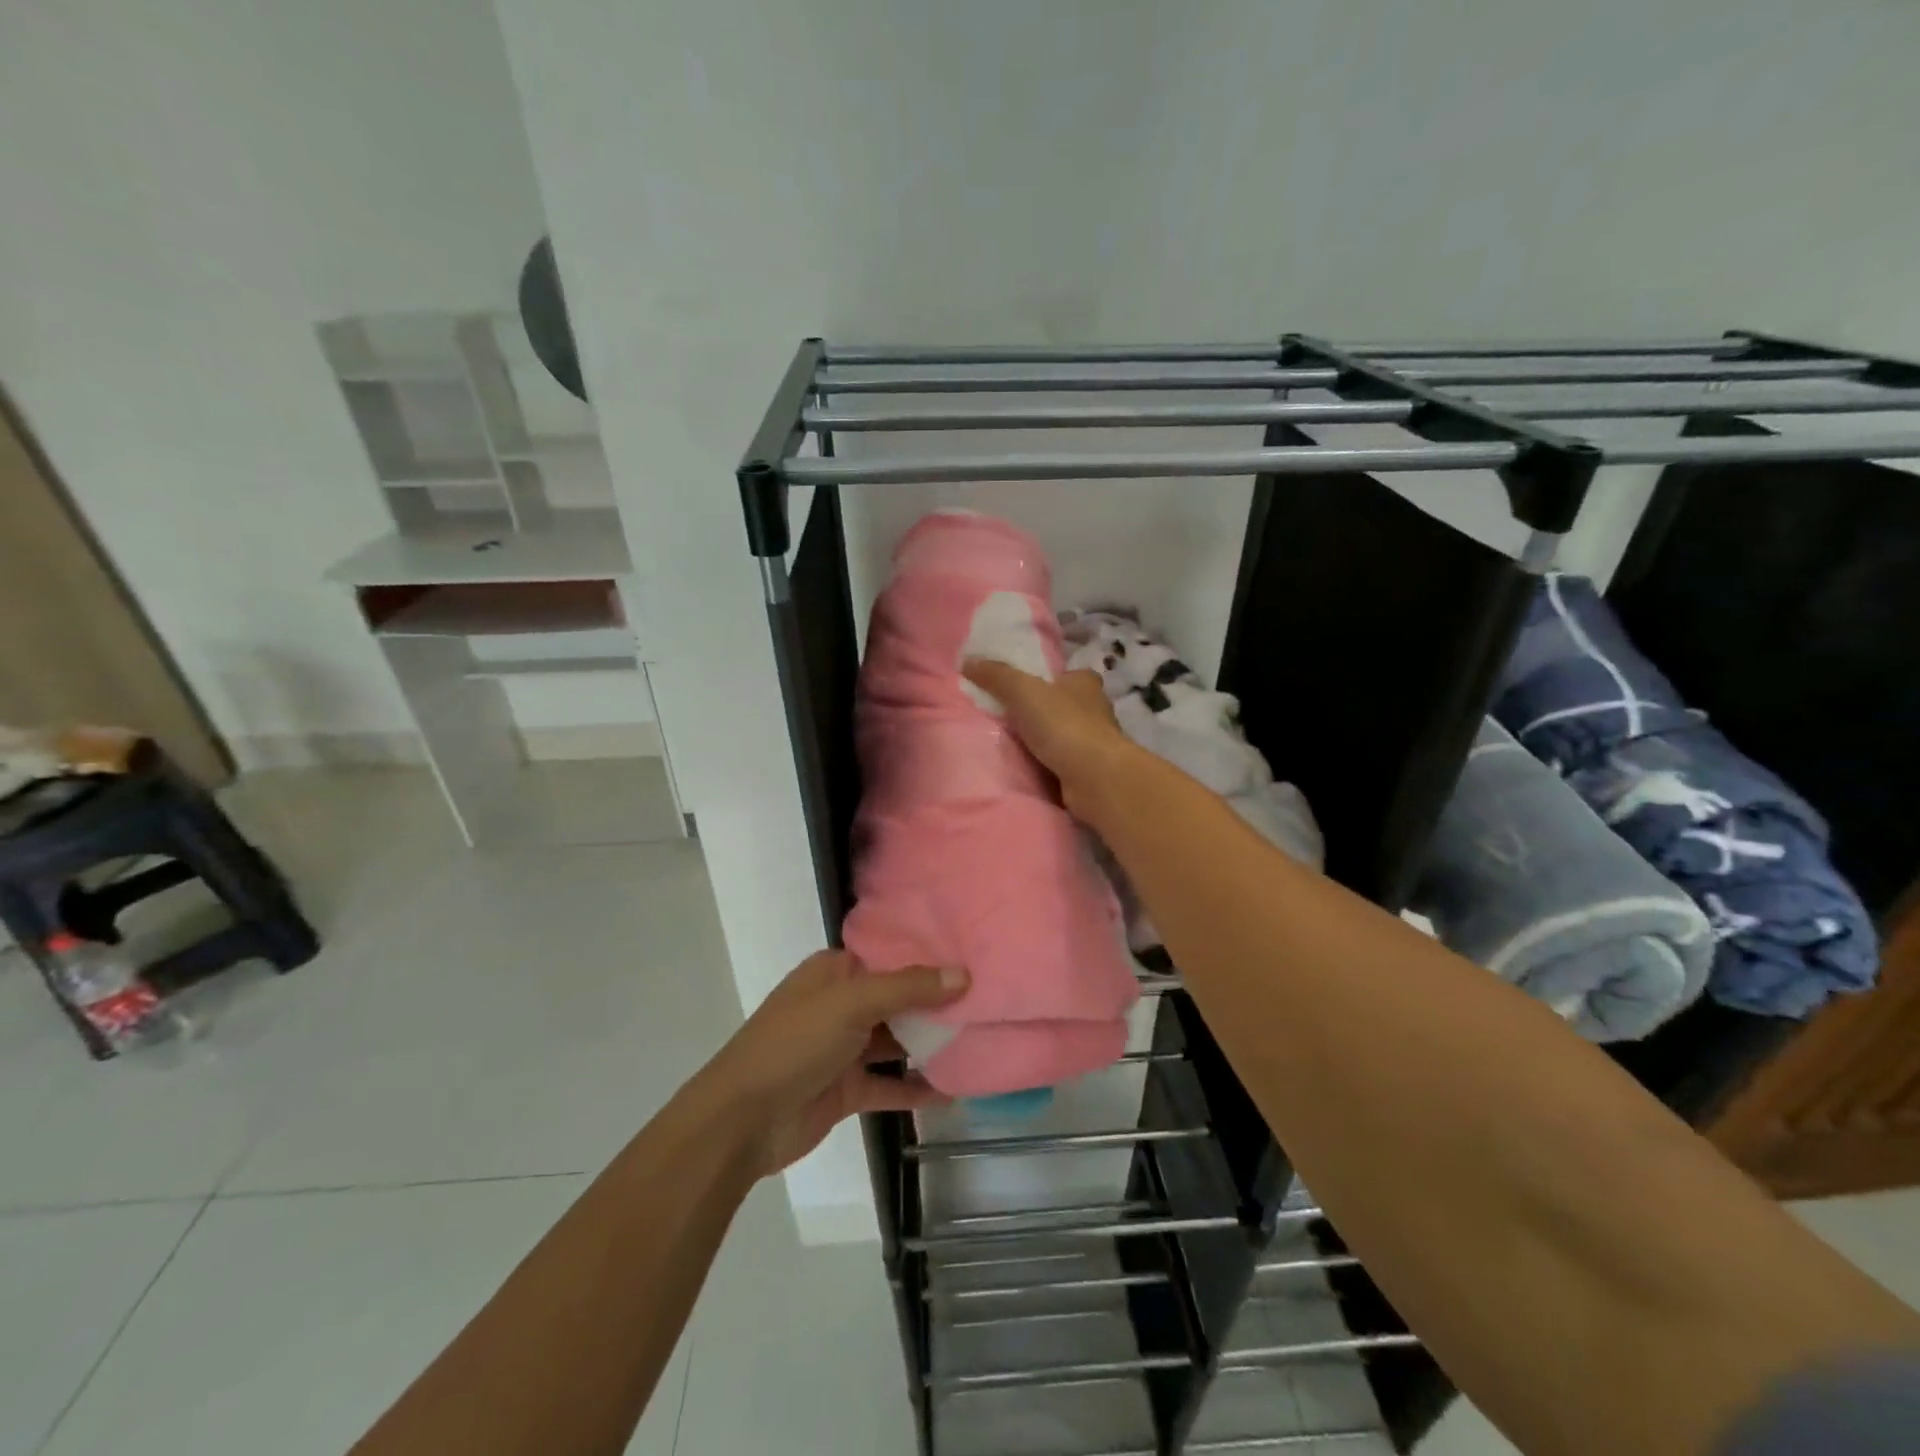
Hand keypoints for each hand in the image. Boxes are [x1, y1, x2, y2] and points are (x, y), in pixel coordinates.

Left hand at [701, 951, 968, 1176]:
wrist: (742, 1121)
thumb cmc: (794, 1044)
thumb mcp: (850, 1003)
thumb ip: (907, 988)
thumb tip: (963, 974)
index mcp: (834, 972)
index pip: (889, 956)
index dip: (927, 957)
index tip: (973, 957)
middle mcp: (841, 1005)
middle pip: (897, 998)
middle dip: (936, 1002)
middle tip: (987, 1001)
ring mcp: (843, 1048)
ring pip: (895, 1041)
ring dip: (929, 1044)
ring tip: (979, 1041)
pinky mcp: (846, 1089)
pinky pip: (888, 1084)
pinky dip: (915, 1088)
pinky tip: (952, 1091)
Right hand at [962, 660, 1132, 817]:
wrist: (1094, 777)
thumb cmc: (1063, 724)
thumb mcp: (1022, 691)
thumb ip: (996, 675)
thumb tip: (968, 661)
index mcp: (1085, 682)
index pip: (1066, 674)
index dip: (1046, 679)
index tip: (1022, 688)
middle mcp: (1096, 709)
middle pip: (1065, 704)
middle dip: (1043, 710)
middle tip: (1010, 717)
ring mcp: (1096, 741)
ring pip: (1065, 734)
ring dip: (1046, 739)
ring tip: (1014, 744)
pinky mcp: (1092, 769)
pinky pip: (1065, 760)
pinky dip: (1050, 762)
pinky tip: (1031, 767)